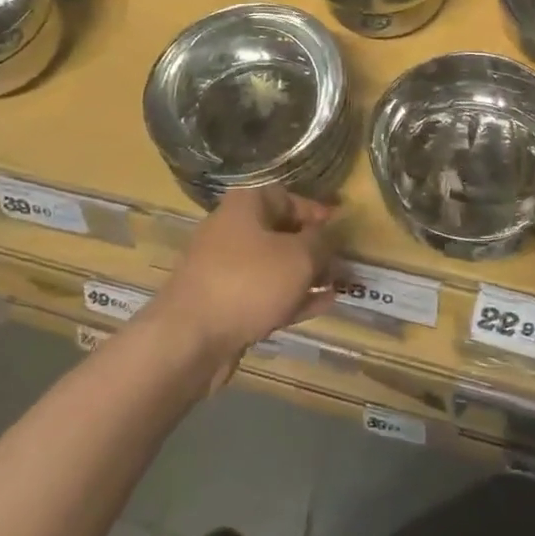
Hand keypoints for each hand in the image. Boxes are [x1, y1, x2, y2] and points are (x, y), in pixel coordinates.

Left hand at [149, 186, 334, 378]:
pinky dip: (292, 297)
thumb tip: (330, 236)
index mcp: (246, 205)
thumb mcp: (298, 256)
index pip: (288, 197)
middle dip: (314, 248)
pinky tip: (322, 305)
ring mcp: (226, 268)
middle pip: (281, 232)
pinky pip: (265, 293)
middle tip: (344, 262)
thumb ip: (321, 243)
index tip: (341, 226)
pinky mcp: (225, 303)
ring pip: (275, 266)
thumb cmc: (249, 281)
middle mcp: (233, 230)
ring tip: (339, 285)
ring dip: (307, 275)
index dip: (316, 211)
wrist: (190, 338)